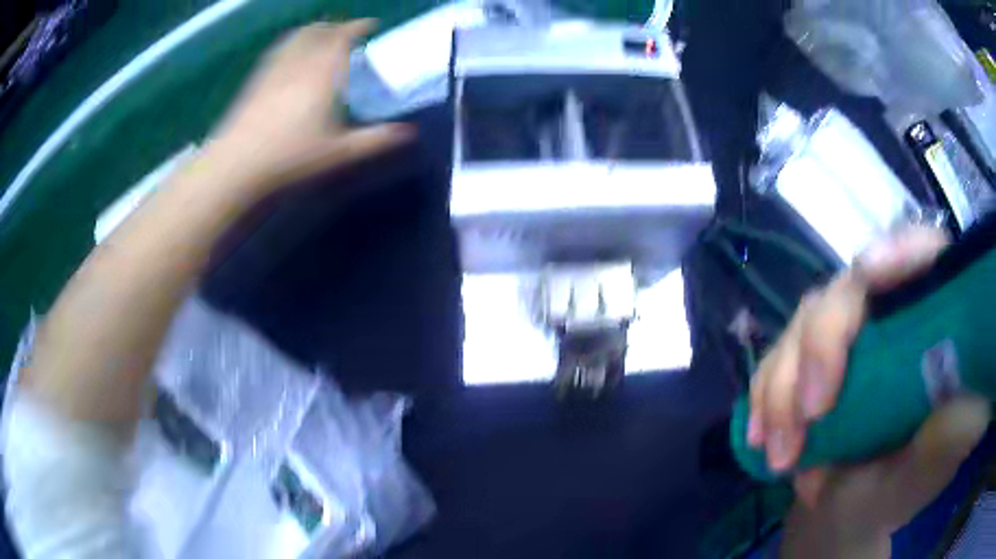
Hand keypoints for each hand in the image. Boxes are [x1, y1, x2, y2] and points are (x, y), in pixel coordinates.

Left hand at [197, 20, 412, 199]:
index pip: (342, 37)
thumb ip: (375, 140)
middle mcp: (299, 63)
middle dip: (335, 26)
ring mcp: (275, 69)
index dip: (358, 27)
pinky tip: (291, 55)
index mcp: (323, 74)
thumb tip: (409, 133)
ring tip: (321, 36)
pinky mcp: (257, 79)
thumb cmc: (290, 156)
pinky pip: (279, 50)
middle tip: (347, 32)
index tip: (370, 24)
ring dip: (313, 31)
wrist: (237, 163)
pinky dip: (291, 43)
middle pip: (319, 31)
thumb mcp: (338, 153)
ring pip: (297, 37)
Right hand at [747, 227, 990, 554]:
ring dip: (783, 385)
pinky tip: (760, 435)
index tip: (871, 273)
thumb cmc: (895, 495)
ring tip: (779, 454)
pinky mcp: (810, 360)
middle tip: (810, 414)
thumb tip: (963, 402)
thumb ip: (942, 444)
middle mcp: (890, 316)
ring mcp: (847, 336)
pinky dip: (764, 395)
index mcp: (933, 329)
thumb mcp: (923, 476)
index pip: (925, 257)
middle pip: (851, 287)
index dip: (901, 251)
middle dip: (822, 345)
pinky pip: (777, 357)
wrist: (847, 513)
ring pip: (805, 320)